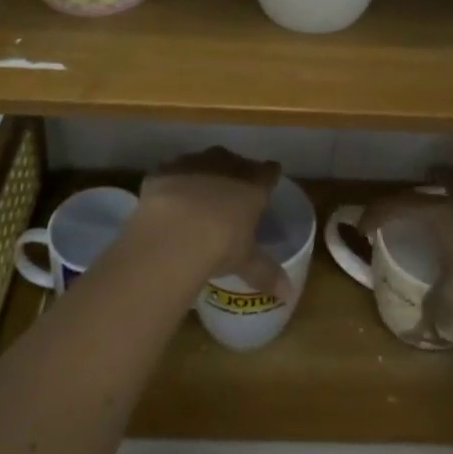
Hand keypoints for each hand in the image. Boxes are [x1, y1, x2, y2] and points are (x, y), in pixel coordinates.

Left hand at [131, 147, 291, 300]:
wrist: (173, 234)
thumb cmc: (220, 246)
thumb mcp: (246, 262)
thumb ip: (267, 273)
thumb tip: (288, 293)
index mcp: (252, 185)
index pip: (268, 171)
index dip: (269, 175)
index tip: (268, 179)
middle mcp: (225, 166)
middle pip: (235, 160)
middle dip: (234, 171)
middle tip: (231, 190)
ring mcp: (193, 163)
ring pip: (203, 161)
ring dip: (202, 172)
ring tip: (198, 193)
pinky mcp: (164, 170)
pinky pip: (172, 171)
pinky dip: (172, 182)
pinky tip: (168, 198)